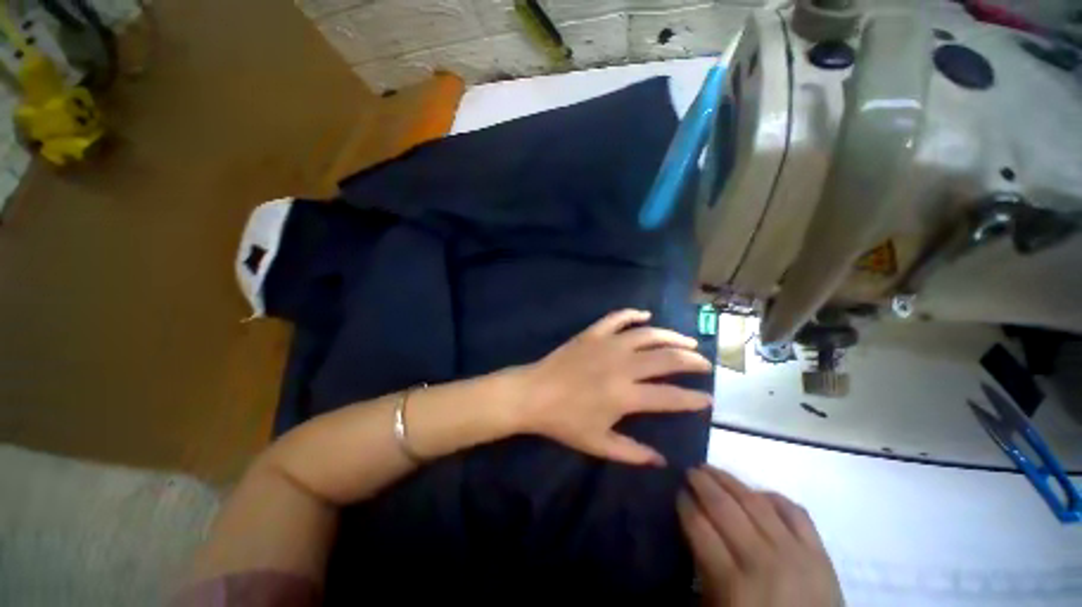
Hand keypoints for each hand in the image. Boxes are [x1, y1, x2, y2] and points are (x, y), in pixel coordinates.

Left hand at [512, 309, 712, 465]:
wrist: (534, 394)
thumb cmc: (564, 421)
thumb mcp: (598, 444)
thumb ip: (632, 453)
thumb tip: (662, 461)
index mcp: (626, 395)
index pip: (671, 396)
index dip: (694, 399)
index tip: (708, 399)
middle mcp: (623, 366)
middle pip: (667, 358)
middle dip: (692, 361)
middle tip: (704, 364)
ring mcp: (607, 345)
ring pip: (648, 334)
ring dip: (672, 336)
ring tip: (687, 341)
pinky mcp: (593, 333)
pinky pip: (617, 318)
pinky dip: (633, 314)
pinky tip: (645, 315)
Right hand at [678, 466, 841, 606]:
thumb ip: (702, 569)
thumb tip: (690, 529)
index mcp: (733, 583)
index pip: (700, 528)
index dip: (685, 504)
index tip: (678, 492)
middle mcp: (762, 561)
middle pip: (724, 508)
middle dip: (701, 483)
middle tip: (689, 471)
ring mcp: (794, 553)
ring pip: (755, 502)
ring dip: (729, 480)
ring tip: (712, 469)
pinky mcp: (820, 553)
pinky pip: (794, 512)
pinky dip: (773, 497)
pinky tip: (758, 493)